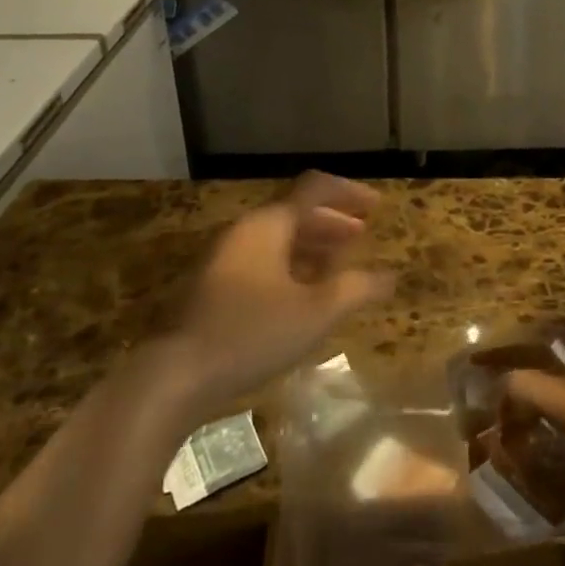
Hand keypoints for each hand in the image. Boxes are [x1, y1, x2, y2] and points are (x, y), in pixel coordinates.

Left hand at [162, 174, 392, 420]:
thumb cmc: (252, 334)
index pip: (315, 189)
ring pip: (279, 238)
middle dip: (333, 221)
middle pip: (296, 212)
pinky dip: (291, 264)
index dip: (349, 193)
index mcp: (269, 225)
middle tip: (362, 235)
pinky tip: (304, 293)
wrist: (174, 376)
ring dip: (313, 244)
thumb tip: (390, 276)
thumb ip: (356, 289)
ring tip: (340, 265)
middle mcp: (246, 231)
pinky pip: (262, 259)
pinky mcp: (215, 285)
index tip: (377, 206)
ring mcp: (226, 257)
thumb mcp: (316, 313)